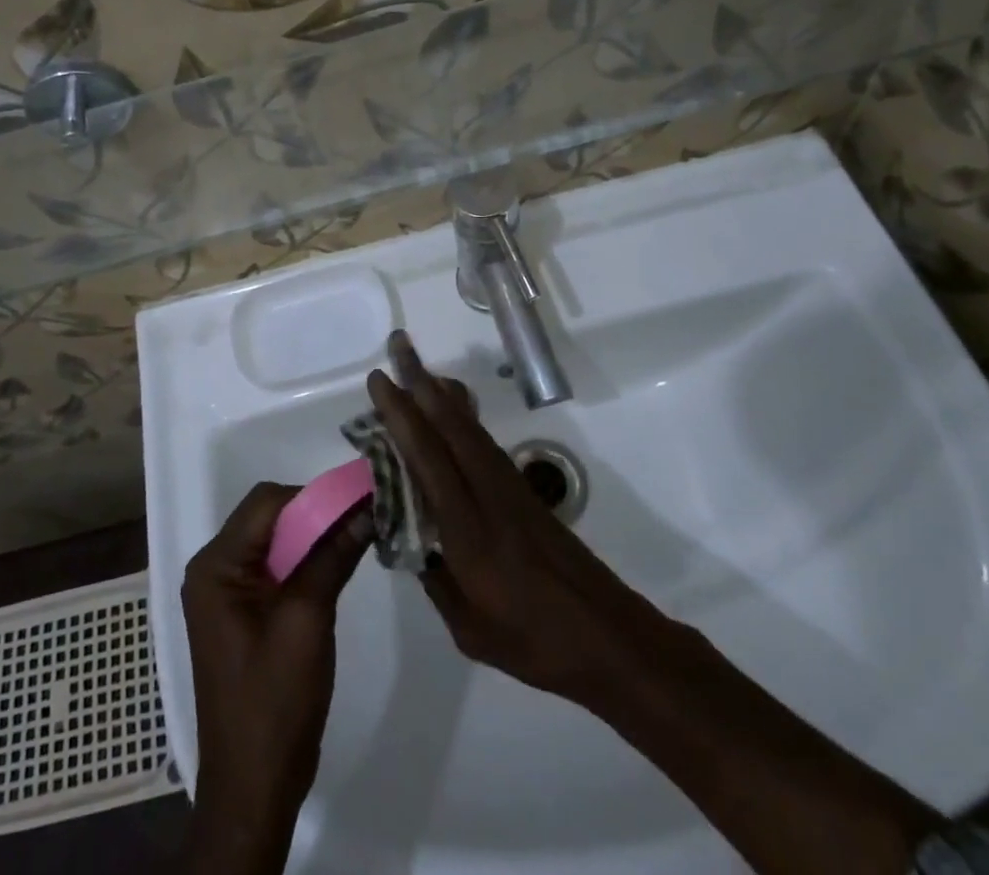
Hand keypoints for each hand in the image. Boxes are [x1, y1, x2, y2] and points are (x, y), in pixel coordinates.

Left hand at [181, 481, 370, 860]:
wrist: (254, 787)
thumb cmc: (274, 702)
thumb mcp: (307, 620)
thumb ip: (333, 556)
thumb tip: (367, 507)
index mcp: (216, 566)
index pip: (267, 502)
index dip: (314, 496)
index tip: (359, 500)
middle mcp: (215, 568)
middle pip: (270, 516)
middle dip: (317, 514)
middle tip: (363, 518)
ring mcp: (228, 592)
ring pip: (276, 539)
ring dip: (315, 535)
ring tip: (359, 535)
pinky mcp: (244, 611)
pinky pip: (277, 566)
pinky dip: (307, 560)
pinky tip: (339, 563)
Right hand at [368, 333, 689, 704]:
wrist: (608, 638)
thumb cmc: (534, 642)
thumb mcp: (469, 628)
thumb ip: (436, 579)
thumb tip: (410, 542)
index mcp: (468, 529)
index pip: (427, 457)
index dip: (401, 415)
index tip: (380, 381)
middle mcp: (488, 494)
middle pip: (450, 425)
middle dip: (420, 381)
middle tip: (398, 345)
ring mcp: (510, 488)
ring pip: (469, 428)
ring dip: (441, 393)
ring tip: (419, 367)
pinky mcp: (525, 493)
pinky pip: (484, 443)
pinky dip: (462, 417)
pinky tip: (453, 411)